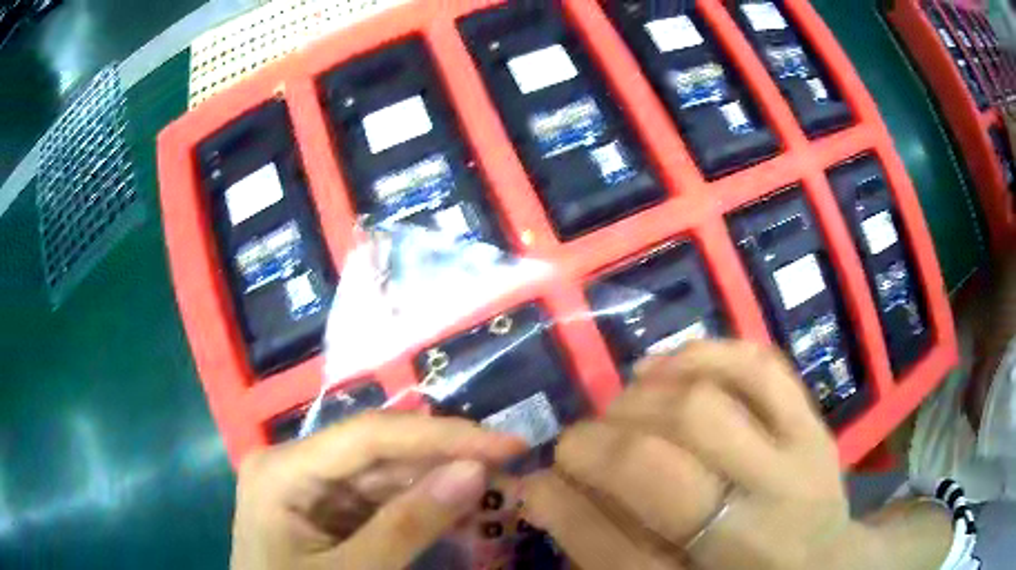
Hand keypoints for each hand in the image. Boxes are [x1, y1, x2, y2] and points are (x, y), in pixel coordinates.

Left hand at [230, 412, 525, 569]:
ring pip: (385, 473)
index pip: (369, 436)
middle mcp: (295, 465)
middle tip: (509, 463)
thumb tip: (476, 470)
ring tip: (495, 485)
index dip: (442, 436)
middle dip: (444, 458)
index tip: (507, 443)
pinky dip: (422, 506)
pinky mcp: (327, 510)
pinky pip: (380, 499)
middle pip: (379, 450)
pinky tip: (459, 508)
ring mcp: (311, 487)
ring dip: (439, 482)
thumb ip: (410, 525)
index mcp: (283, 470)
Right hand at [522, 340, 875, 569]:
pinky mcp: (816, 430)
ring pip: (702, 408)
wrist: (823, 565)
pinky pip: (759, 368)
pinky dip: (702, 355)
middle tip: (577, 444)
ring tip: (621, 410)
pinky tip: (667, 369)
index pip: (611, 549)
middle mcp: (753, 535)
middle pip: (654, 468)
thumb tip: (542, 487)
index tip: (534, 480)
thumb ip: (602, 549)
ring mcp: (795, 474)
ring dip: (639, 400)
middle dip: (593, 444)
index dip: (559, 504)